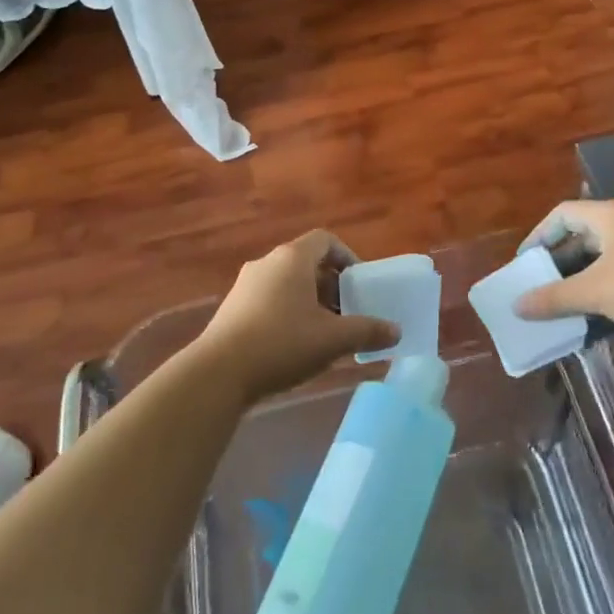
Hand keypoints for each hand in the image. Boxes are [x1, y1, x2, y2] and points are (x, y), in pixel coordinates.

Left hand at [194, 231, 398, 403]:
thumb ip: (367, 331)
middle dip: (331, 285)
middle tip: (348, 312)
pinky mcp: (231, 308)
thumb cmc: (282, 344)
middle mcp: (267, 262)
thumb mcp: (332, 340)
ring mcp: (245, 285)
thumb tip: (395, 331)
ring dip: (310, 301)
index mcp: (292, 258)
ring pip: (287, 283)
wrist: (218, 373)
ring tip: (325, 333)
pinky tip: (295, 346)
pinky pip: (269, 299)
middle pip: (307, 262)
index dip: (348, 257)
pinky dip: (288, 312)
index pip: (326, 240)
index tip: (360, 284)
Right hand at [515, 199, 613, 341]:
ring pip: (604, 258)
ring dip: (582, 280)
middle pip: (583, 235)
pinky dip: (606, 291)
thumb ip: (555, 298)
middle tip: (541, 287)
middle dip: (559, 262)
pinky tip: (597, 317)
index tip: (525, 263)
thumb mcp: (596, 292)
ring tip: (564, 306)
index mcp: (610, 216)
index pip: (562, 214)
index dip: (539, 235)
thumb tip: (517, 305)